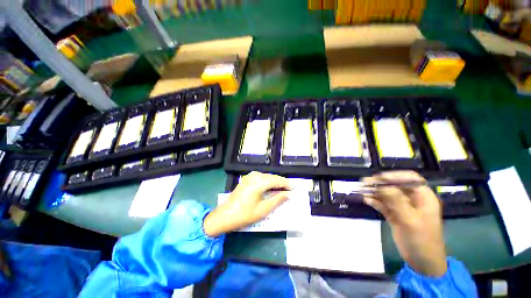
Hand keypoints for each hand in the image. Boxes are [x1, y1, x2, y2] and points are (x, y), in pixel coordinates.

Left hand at [203, 172, 290, 236]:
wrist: (225, 215)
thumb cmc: (245, 214)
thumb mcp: (264, 209)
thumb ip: (278, 199)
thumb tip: (289, 194)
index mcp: (259, 182)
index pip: (277, 180)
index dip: (287, 184)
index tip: (294, 188)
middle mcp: (255, 175)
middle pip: (272, 177)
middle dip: (281, 183)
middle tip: (289, 190)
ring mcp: (250, 176)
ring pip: (267, 176)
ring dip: (274, 182)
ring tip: (281, 190)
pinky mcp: (247, 179)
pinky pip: (261, 178)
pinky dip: (267, 182)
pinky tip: (270, 188)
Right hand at [363, 171, 446, 276]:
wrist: (422, 262)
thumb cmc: (422, 240)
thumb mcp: (410, 220)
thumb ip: (397, 201)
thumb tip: (382, 185)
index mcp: (423, 198)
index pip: (410, 179)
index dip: (394, 176)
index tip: (378, 177)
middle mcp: (412, 200)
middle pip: (395, 186)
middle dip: (380, 183)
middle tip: (364, 182)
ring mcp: (403, 207)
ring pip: (387, 194)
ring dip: (374, 192)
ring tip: (361, 190)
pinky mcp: (394, 214)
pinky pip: (383, 204)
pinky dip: (375, 201)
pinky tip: (366, 200)